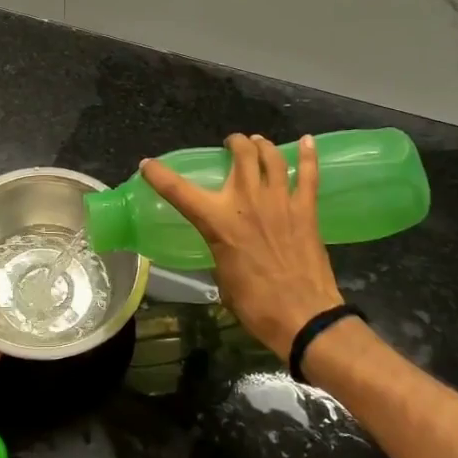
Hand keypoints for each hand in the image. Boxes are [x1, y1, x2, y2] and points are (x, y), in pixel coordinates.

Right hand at [140, 133, 343, 359]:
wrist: (302, 317)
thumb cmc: (255, 304)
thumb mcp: (222, 276)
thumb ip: (219, 249)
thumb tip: (223, 244)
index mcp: (218, 222)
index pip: (179, 191)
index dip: (159, 175)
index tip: (148, 164)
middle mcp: (247, 201)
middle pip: (241, 154)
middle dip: (235, 143)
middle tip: (232, 145)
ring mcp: (280, 201)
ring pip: (271, 157)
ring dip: (262, 145)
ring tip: (258, 143)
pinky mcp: (306, 210)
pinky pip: (308, 174)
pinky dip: (307, 155)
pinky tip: (306, 141)